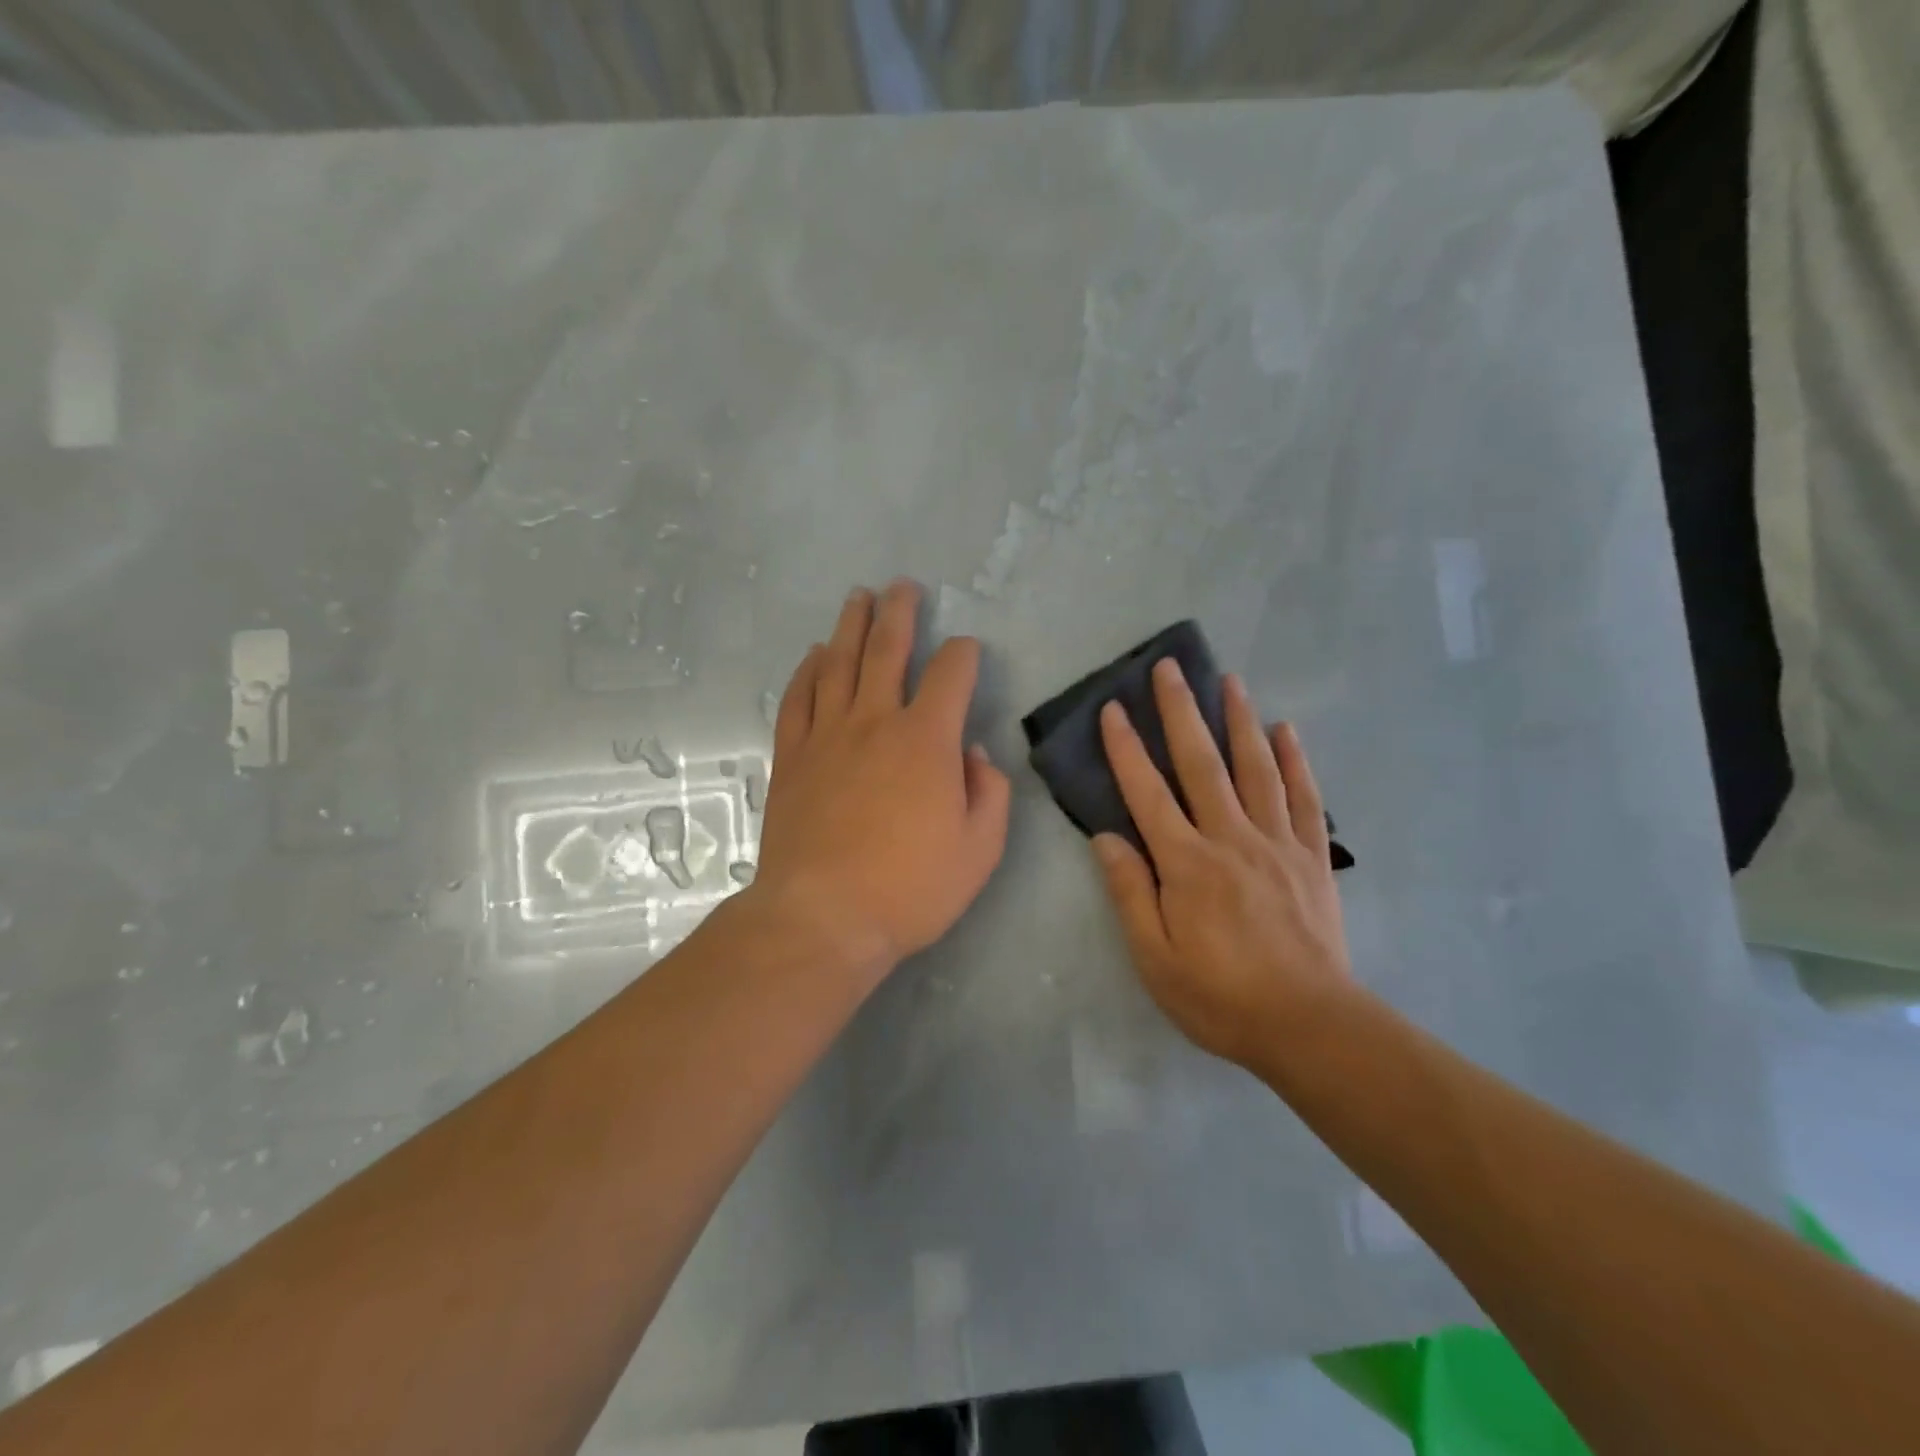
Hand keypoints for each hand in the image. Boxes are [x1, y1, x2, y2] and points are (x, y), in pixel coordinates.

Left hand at [750, 580, 1010, 975]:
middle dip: (899, 612)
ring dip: (850, 625)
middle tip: (902, 586)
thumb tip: (971, 753)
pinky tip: (814, 655)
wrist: (823, 917)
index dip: (964, 653)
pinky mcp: (792, 757)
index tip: (967, 652)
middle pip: (887, 649)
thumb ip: (988, 792)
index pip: (951, 674)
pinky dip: (807, 670)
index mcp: (926, 740)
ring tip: (858, 598)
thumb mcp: (980, 849)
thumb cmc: (910, 888)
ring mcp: (827, 736)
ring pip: (838, 663)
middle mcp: (875, 721)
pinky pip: (799, 699)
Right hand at [1092, 660, 1354, 1071]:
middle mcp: (1230, 838)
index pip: (1147, 793)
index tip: (1113, 709)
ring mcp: (1276, 842)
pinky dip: (1294, 760)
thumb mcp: (1155, 959)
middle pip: (1202, 763)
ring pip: (1255, 768)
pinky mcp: (1310, 856)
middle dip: (1181, 712)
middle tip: (1170, 668)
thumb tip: (1105, 837)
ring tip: (1229, 680)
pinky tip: (1286, 730)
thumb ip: (1130, 893)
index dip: (1126, 749)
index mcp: (1186, 863)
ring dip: (1239, 720)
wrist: (1310, 1026)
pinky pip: (1303, 797)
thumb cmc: (1220, 997)